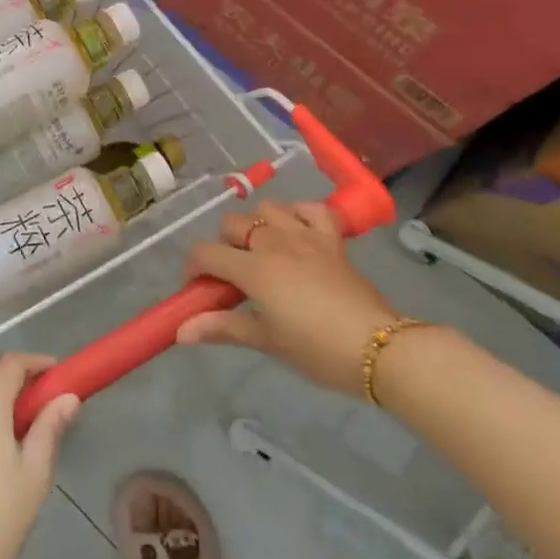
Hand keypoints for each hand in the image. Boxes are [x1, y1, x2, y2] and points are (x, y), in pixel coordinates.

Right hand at [178, 202, 400, 396]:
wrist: (379, 348)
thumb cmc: (317, 350)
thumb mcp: (266, 341)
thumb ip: (221, 328)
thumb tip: (180, 332)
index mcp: (254, 269)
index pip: (206, 253)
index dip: (192, 269)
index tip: (197, 290)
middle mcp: (275, 242)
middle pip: (233, 224)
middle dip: (223, 246)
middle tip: (232, 277)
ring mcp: (306, 235)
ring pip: (268, 208)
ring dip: (257, 225)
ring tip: (262, 252)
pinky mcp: (332, 238)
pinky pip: (311, 209)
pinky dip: (298, 214)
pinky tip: (296, 232)